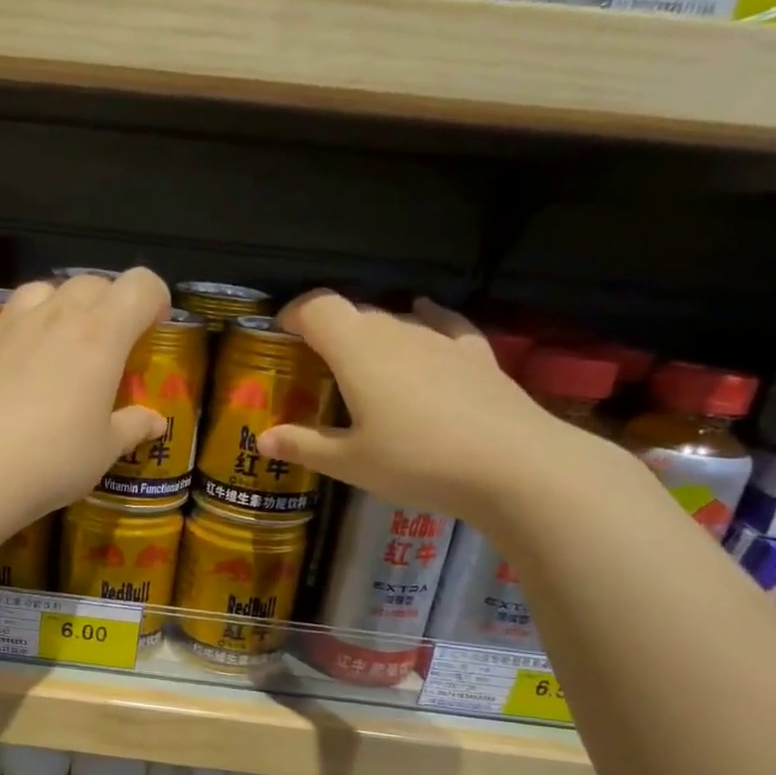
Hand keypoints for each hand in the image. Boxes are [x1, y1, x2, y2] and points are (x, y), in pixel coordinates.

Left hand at [0, 267, 170, 526]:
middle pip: (89, 283)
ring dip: (53, 301)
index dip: (154, 299)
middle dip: (107, 302)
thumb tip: (156, 421)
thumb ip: (133, 427)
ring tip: (55, 330)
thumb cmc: (53, 459)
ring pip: (36, 289)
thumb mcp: (105, 450)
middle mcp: (54, 316)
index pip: (140, 287)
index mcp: (101, 335)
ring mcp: (5, 326)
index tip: (154, 327)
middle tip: (109, 340)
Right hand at [255, 292, 609, 525]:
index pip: (318, 308)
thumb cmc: (416, 461)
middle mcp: (397, 331)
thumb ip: (304, 445)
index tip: (280, 333)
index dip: (294, 314)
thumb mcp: (350, 462)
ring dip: (371, 333)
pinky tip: (424, 315)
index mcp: (357, 350)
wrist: (512, 466)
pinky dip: (425, 319)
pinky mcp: (476, 354)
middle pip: (355, 312)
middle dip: (328, 329)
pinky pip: (444, 324)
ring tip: (360, 361)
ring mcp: (441, 339)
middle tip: (314, 363)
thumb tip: (263, 440)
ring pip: (395, 320)